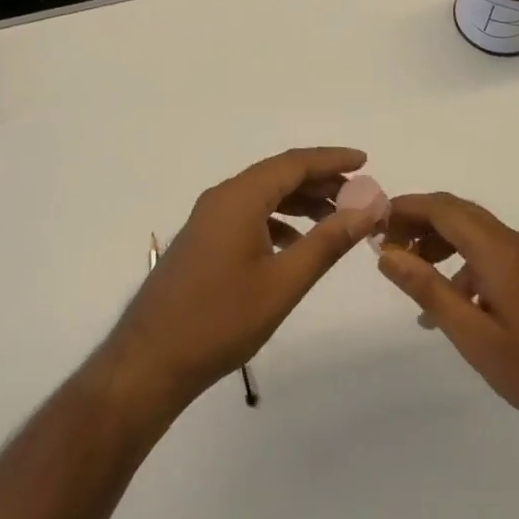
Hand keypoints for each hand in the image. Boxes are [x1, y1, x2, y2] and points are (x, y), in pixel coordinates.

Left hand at [97, 148, 383, 417]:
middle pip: (278, 175)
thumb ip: (327, 242)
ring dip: (300, 201)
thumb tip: (367, 209)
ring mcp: (209, 218)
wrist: (151, 359)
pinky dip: (278, 219)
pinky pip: (248, 214)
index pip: (294, 163)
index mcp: (239, 198)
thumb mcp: (283, 283)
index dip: (332, 160)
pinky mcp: (204, 240)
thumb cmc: (221, 320)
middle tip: (359, 195)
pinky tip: (297, 244)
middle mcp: (222, 197)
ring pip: (263, 195)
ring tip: (336, 218)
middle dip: (320, 180)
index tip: (365, 161)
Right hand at [375, 193, 518, 455]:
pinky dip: (461, 265)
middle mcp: (515, 244)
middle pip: (457, 214)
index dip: (405, 208)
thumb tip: (386, 253)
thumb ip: (428, 290)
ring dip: (438, 243)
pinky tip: (449, 305)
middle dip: (418, 222)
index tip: (373, 222)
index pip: (443, 208)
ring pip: (473, 233)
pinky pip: (490, 256)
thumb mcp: (474, 337)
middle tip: (385, 246)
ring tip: (410, 273)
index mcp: (499, 251)